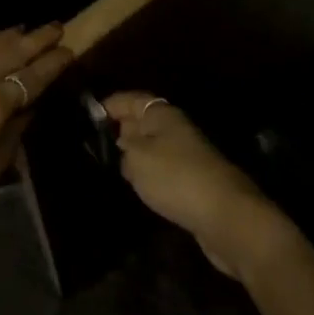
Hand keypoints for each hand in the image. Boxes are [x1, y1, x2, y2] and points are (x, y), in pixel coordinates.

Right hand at [104, 92, 295, 281]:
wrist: (225, 215)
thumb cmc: (175, 177)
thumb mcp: (136, 159)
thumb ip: (122, 148)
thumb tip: (121, 144)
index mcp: (162, 114)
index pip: (131, 99)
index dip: (110, 105)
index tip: (88, 116)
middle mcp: (175, 128)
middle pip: (142, 122)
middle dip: (120, 129)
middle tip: (93, 144)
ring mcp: (186, 155)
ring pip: (152, 147)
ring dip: (134, 155)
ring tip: (109, 166)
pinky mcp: (192, 181)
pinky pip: (162, 169)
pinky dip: (148, 174)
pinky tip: (136, 186)